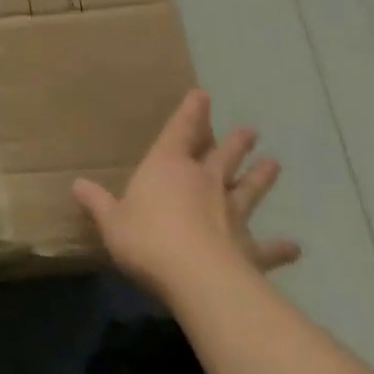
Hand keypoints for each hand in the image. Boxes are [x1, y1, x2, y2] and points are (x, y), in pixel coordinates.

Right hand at [73, 89, 300, 302]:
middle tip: (250, 131)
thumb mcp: (111, 221)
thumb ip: (98, 203)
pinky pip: (268, 247)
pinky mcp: (250, 249)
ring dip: (260, 177)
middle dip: (234, 142)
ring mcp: (231, 214)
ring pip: (248, 189)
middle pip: (221, 156)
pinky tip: (295, 246)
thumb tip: (77, 185)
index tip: (203, 94)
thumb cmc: (147, 239)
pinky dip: (281, 247)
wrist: (198, 278)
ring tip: (274, 164)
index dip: (190, 112)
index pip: (180, 131)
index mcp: (168, 167)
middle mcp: (203, 182)